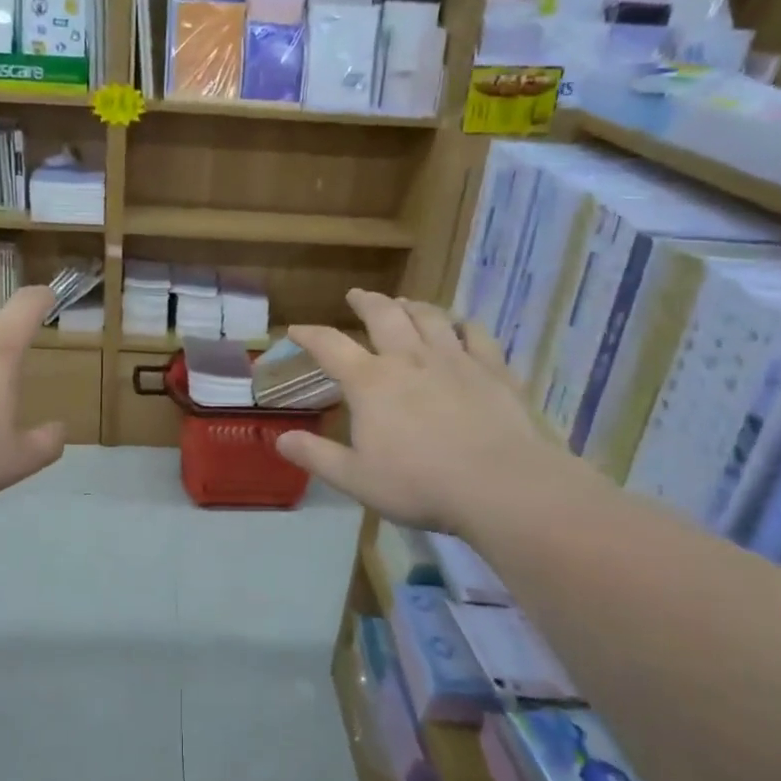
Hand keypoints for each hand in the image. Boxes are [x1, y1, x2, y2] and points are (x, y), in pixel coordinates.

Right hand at [274, 290, 581, 537]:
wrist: (499, 485)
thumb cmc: (419, 484)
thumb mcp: (355, 478)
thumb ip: (316, 456)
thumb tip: (281, 439)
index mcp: (370, 382)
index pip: (330, 346)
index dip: (309, 335)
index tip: (295, 328)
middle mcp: (409, 359)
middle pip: (384, 316)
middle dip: (366, 302)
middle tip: (357, 295)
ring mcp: (454, 359)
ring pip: (429, 317)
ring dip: (411, 305)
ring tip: (403, 302)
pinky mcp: (492, 369)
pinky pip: (475, 334)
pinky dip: (463, 323)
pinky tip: (460, 324)